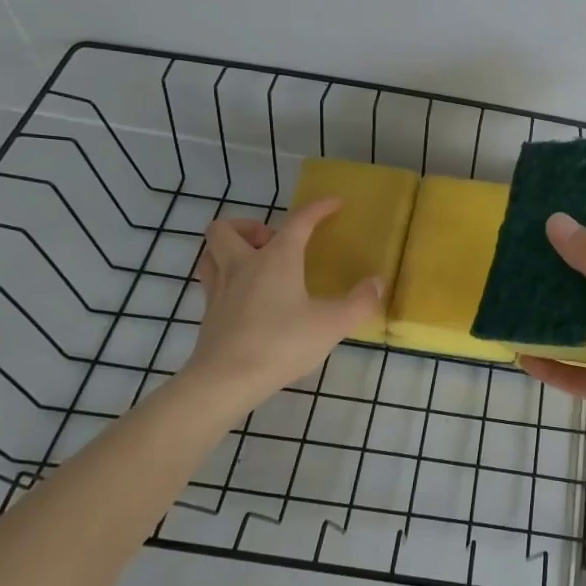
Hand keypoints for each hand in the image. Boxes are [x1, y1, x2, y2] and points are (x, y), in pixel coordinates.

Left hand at [182, 198, 380, 400]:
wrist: (225, 381)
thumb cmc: (282, 344)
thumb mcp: (332, 325)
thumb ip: (359, 302)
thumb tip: (377, 282)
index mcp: (276, 259)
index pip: (298, 221)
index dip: (318, 208)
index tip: (334, 204)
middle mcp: (243, 265)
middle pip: (228, 228)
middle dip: (249, 226)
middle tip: (272, 243)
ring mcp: (220, 289)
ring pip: (210, 251)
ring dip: (229, 248)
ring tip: (253, 262)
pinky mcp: (208, 313)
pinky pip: (210, 280)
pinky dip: (225, 277)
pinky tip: (244, 295)